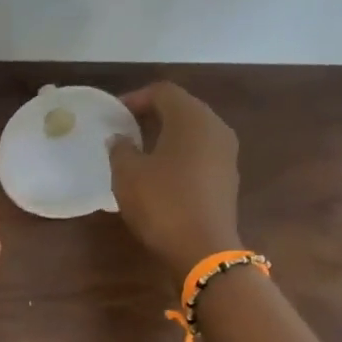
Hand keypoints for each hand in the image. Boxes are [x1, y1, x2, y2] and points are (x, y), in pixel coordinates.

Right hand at [108, 82, 241, 277]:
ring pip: (193, 132)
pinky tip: (160, 173)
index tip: (113, 114)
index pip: (163, 91)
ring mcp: (226, 154)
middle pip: (182, 108)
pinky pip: (200, 153)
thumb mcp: (128, 175)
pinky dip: (179, 154)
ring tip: (139, 151)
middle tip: (125, 129)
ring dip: (166, 135)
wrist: (204, 250)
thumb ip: (120, 149)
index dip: (135, 98)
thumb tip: (119, 138)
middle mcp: (215, 128)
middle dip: (152, 115)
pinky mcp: (228, 177)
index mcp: (192, 118)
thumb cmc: (162, 204)